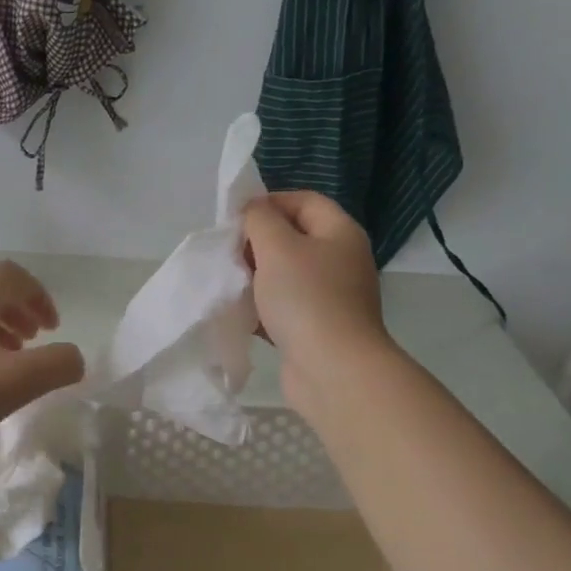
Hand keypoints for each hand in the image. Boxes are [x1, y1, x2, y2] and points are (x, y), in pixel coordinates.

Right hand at [243, 192, 393, 418]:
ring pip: (287, 276)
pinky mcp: (317, 328)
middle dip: (258, 243)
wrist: (332, 369)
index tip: (234, 220)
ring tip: (231, 284)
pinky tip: (241, 315)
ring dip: (257, 278)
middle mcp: (341, 260)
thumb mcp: (276, 247)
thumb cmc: (305, 299)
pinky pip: (285, 308)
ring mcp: (331, 297)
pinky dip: (263, 309)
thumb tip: (253, 211)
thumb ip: (259, 220)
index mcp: (340, 233)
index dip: (268, 203)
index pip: (304, 201)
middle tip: (229, 254)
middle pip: (294, 238)